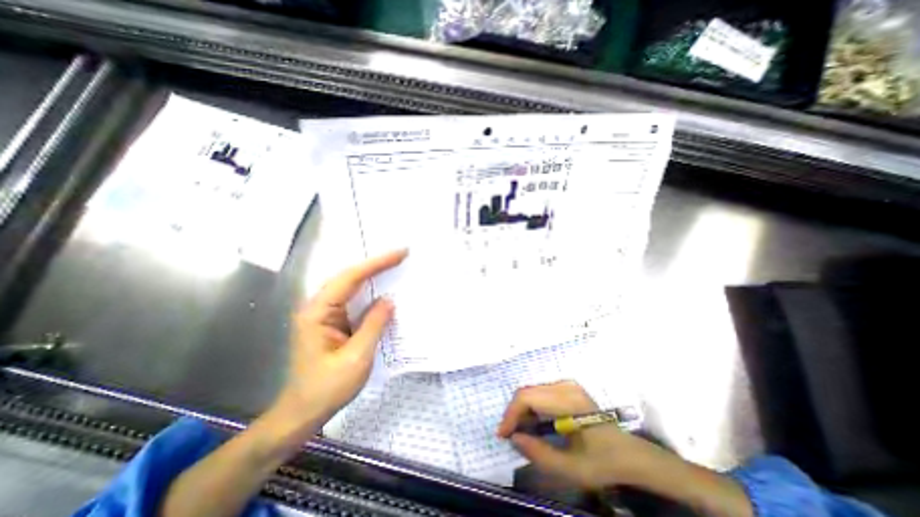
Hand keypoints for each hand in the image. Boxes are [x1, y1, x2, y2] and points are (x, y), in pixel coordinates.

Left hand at [269, 248, 404, 428]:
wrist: (302, 412)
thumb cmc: (327, 388)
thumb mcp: (356, 357)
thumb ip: (373, 325)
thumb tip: (389, 300)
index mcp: (318, 312)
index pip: (350, 278)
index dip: (376, 264)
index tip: (399, 254)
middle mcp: (318, 307)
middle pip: (349, 277)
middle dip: (376, 264)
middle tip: (401, 256)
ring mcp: (324, 314)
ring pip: (350, 286)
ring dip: (373, 275)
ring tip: (395, 266)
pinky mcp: (332, 321)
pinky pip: (353, 299)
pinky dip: (370, 291)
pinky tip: (383, 288)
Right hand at [500, 382, 665, 490]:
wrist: (628, 454)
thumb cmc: (602, 462)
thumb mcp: (571, 468)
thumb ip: (539, 454)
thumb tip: (514, 438)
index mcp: (568, 401)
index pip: (528, 397)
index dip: (511, 414)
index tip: (503, 434)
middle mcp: (565, 385)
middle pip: (527, 391)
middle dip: (514, 413)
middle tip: (509, 435)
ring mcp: (566, 384)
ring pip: (532, 391)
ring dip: (521, 410)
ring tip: (520, 431)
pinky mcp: (566, 387)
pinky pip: (540, 392)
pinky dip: (531, 407)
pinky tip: (533, 423)